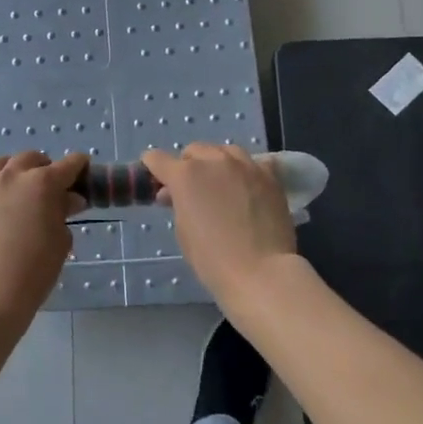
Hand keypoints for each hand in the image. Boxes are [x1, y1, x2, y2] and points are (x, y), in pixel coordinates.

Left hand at [0, 151, 86, 338]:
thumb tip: (68, 200)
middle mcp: (13, 177)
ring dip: (10, 168)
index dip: (80, 167)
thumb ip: (63, 214)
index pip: (69, 165)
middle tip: (52, 186)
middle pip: (31, 158)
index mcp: (43, 182)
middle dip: (44, 166)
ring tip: (15, 182)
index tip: (85, 174)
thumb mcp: (61, 241)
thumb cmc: (35, 269)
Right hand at [141, 144, 299, 315]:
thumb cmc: (212, 259)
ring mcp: (245, 165)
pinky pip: (254, 163)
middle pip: (194, 150)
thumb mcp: (183, 231)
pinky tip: (249, 186)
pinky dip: (246, 171)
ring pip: (225, 151)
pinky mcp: (269, 176)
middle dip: (188, 165)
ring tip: (222, 183)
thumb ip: (177, 204)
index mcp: (185, 175)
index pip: (157, 159)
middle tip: (192, 189)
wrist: (261, 273)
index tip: (155, 179)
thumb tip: (174, 194)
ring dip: (217, 162)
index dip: (152, 168)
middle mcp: (213, 161)